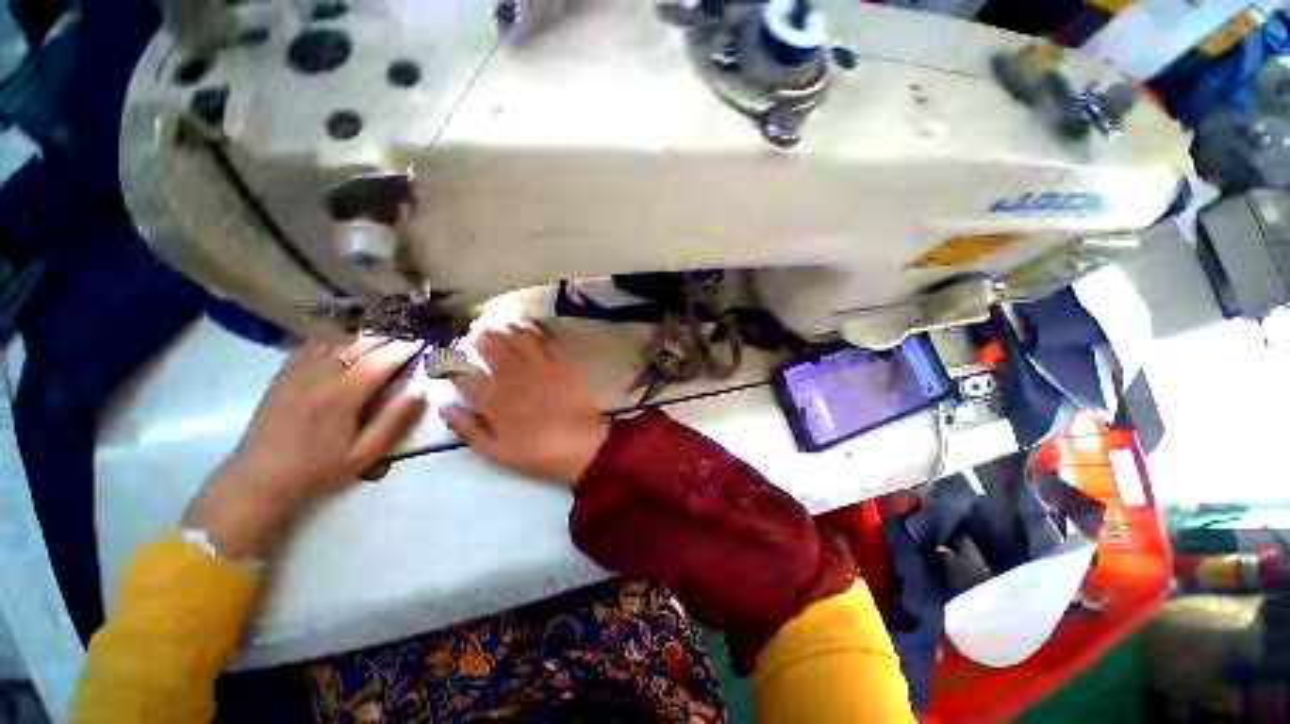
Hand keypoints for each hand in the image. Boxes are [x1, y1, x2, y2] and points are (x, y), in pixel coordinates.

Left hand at [182, 337, 426, 558]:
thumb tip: (419, 390)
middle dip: (387, 338)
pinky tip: (346, 343)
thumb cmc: (319, 469)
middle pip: (358, 343)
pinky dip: (334, 338)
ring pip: (335, 339)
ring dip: (363, 336)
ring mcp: (297, 371)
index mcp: (342, 395)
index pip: (381, 360)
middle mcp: (319, 375)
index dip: (405, 349)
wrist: (260, 478)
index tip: (423, 345)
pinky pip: (312, 344)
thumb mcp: (366, 453)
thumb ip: (395, 420)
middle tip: (407, 340)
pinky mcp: (283, 373)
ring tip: (382, 339)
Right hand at [441, 323, 608, 484]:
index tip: (447, 356)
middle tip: (473, 331)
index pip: (463, 373)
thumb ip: (467, 428)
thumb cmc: (537, 453)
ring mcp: (538, 366)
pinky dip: (532, 326)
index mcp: (492, 399)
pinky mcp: (561, 362)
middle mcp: (512, 376)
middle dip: (478, 336)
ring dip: (502, 326)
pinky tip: (525, 319)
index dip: (451, 362)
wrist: (582, 445)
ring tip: (495, 320)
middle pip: (490, 347)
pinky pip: (544, 338)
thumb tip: (444, 404)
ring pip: (515, 337)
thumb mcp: (494, 451)